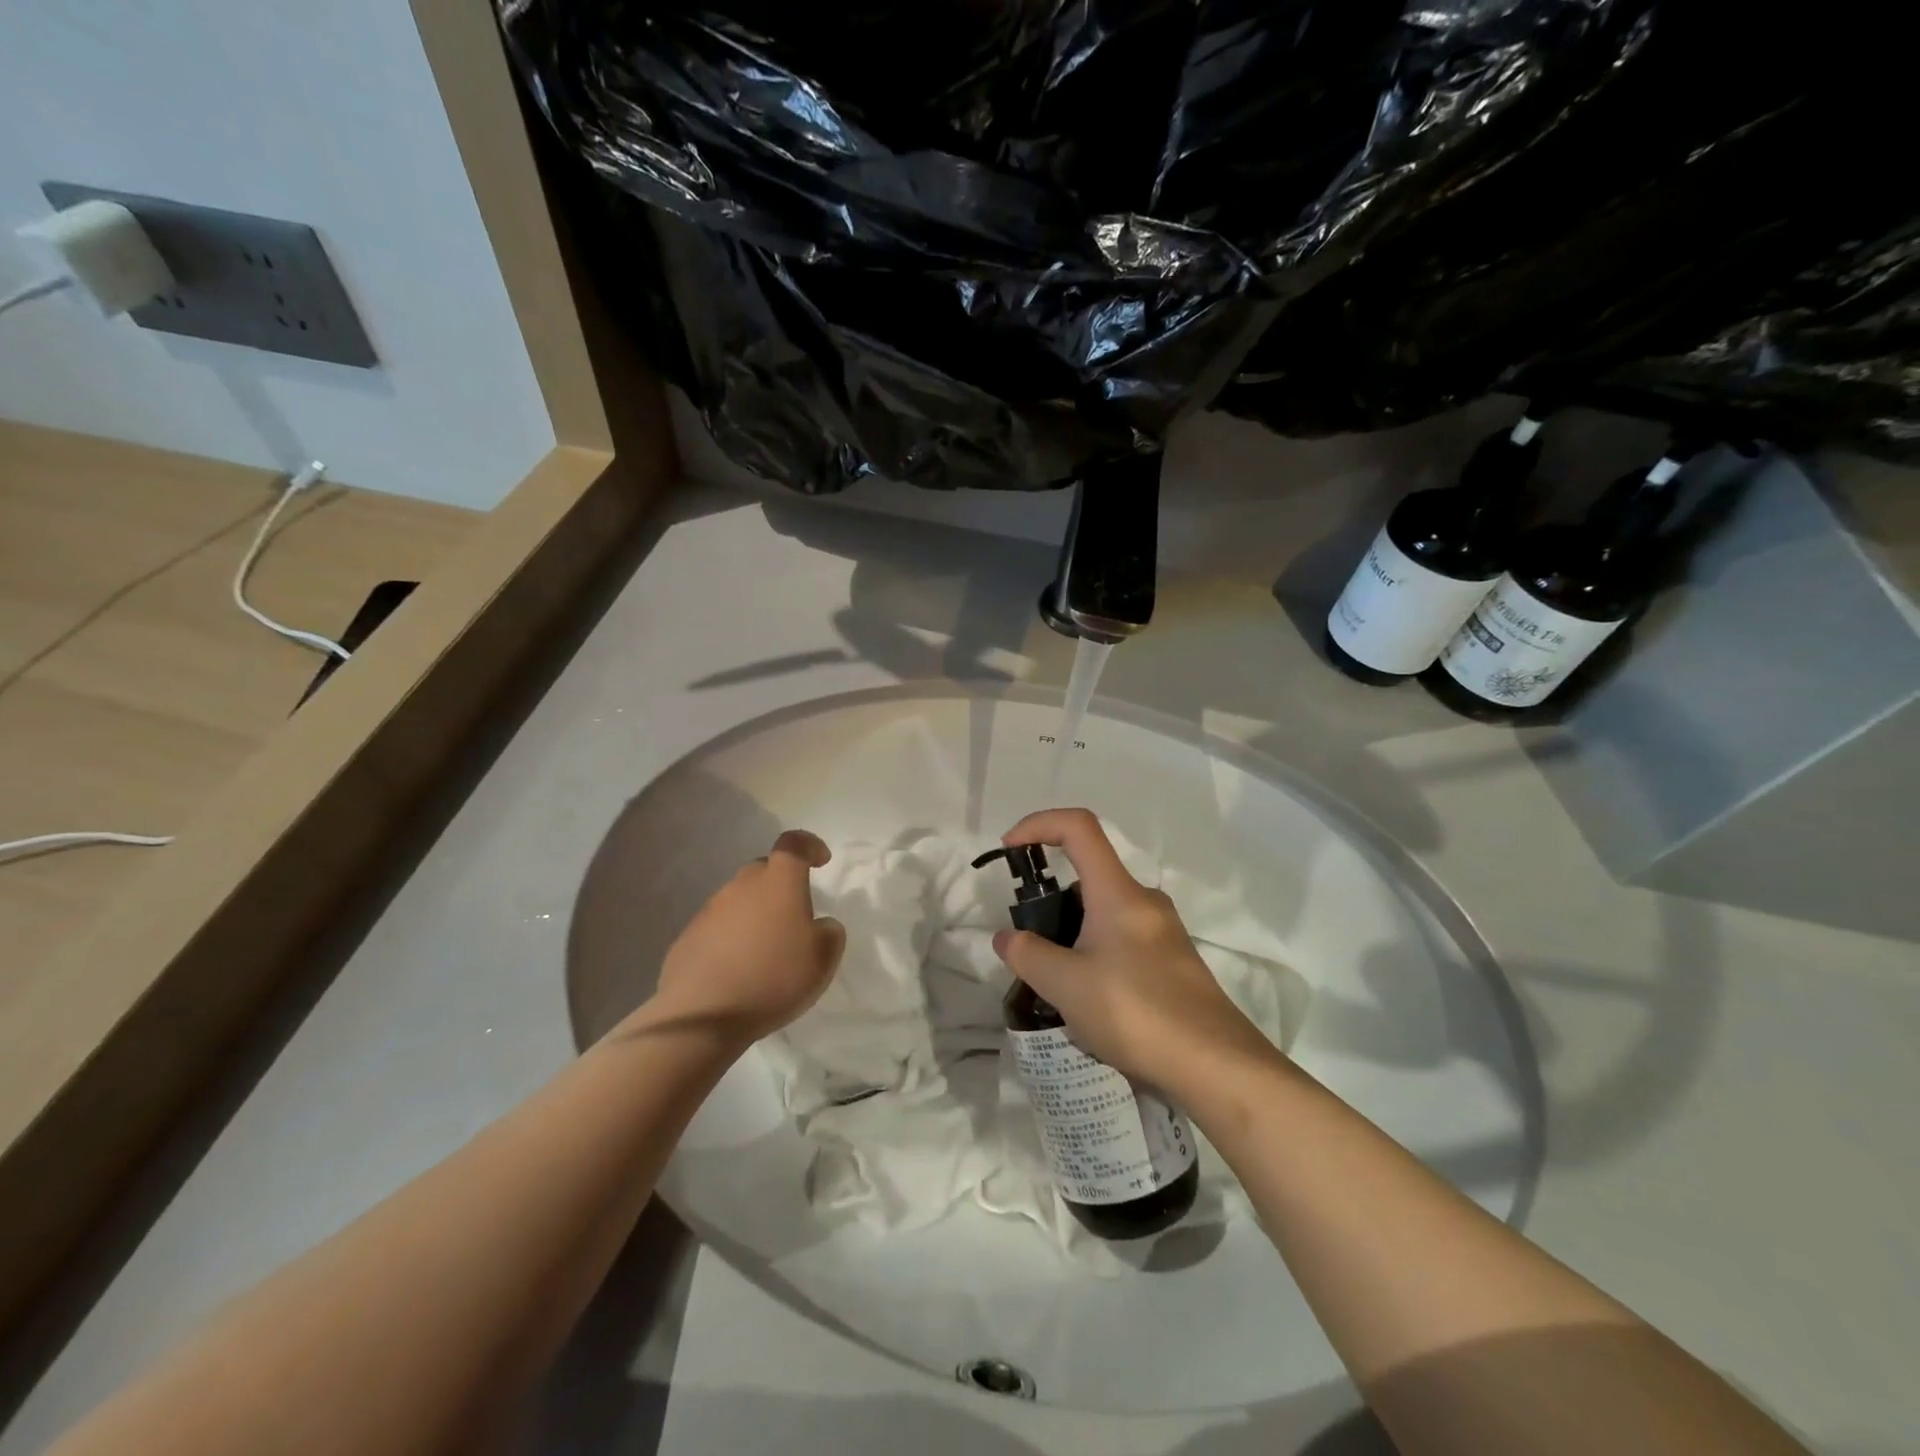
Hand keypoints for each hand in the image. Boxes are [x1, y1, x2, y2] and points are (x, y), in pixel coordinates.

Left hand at [651, 830, 846, 1043]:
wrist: (703, 1014)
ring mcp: (710, 910)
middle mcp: (742, 886)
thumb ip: (830, 933)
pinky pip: (718, 927)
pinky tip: (738, 969)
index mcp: (779, 882)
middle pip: (764, 871)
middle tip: (794, 916)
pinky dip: (732, 938)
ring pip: (739, 899)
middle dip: (780, 885)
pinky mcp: (688, 937)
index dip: (809, 845)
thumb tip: (821, 925)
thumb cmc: (773, 978)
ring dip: (755, 914)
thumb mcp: (823, 959)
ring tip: (766, 949)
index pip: (793, 844)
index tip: (821, 860)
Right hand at [992, 808, 1274, 1096]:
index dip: (1038, 824)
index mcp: (1118, 892)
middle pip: (1088, 877)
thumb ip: (1028, 955)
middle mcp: (1143, 901)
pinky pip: (1122, 941)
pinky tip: (1090, 1004)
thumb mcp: (1066, 986)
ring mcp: (1163, 932)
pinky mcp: (1172, 962)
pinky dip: (1096, 955)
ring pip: (1104, 914)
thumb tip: (1007, 938)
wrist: (1215, 1065)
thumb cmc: (1135, 1012)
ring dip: (1072, 935)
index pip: (1078, 827)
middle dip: (1051, 902)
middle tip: (1031, 948)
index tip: (1010, 850)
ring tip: (1056, 986)